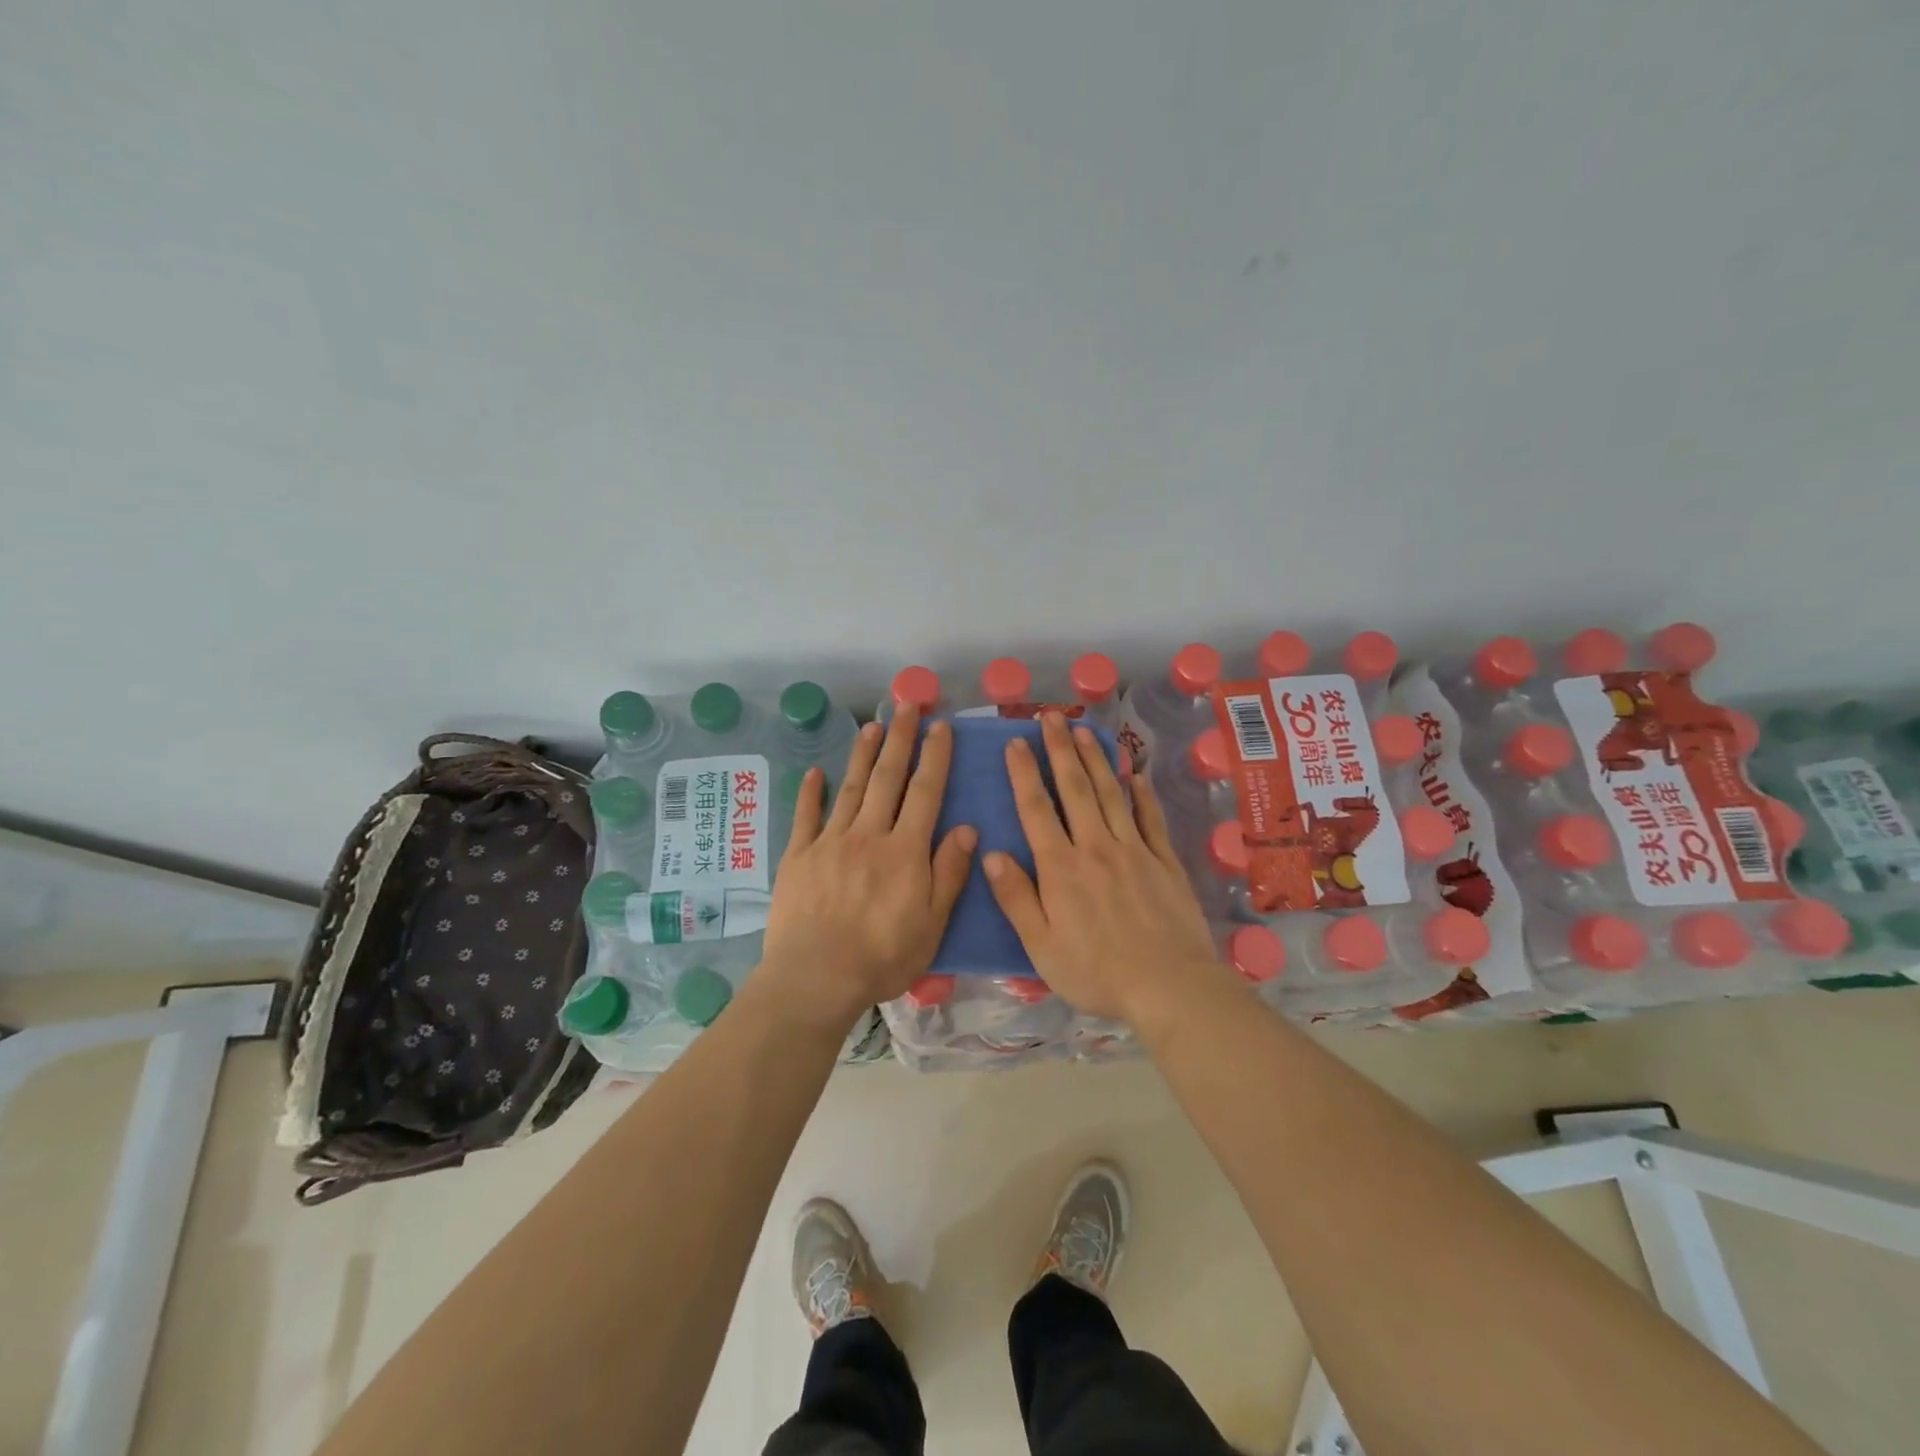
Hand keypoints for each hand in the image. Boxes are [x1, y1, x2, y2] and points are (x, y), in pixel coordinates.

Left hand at [759, 705, 975, 1030]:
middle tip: (906, 703)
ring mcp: (829, 842)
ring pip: (850, 788)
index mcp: (905, 850)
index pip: (925, 792)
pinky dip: (810, 792)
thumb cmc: (882, 957)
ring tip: (873, 725)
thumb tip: (968, 829)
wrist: (816, 978)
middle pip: (887, 778)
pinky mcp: (798, 857)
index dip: (935, 756)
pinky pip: (805, 816)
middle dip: (900, 738)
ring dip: (862, 754)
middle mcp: (869, 834)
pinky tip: (814, 772)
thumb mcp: (932, 923)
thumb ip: (949, 873)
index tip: (940, 725)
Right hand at [983, 712, 1229, 1023]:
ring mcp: (1134, 850)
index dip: (1024, 773)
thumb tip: (992, 854)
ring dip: (1095, 759)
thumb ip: (1016, 898)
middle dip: (1060, 749)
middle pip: (1074, 788)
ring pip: (1110, 794)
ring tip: (1083, 730)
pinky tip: (1136, 774)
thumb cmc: (1096, 972)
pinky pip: (1150, 818)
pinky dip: (1142, 793)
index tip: (1016, 742)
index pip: (1036, 809)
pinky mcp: (1164, 861)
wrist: (1170, 985)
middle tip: (1050, 717)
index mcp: (1060, 868)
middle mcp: (1095, 847)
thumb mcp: (1041, 946)